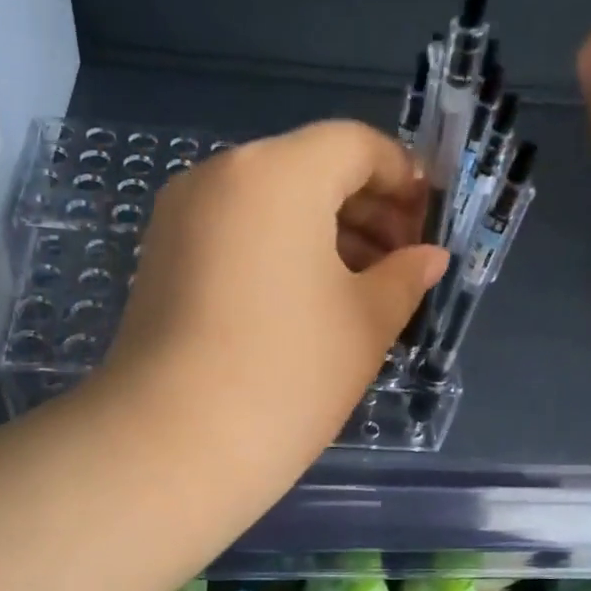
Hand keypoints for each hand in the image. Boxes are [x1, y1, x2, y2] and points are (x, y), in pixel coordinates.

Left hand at [100, 119, 447, 480]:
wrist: (174, 445)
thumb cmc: (288, 374)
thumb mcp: (366, 323)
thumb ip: (405, 277)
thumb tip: (430, 257)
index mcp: (277, 174)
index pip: (355, 145)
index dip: (404, 178)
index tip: (429, 224)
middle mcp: (220, 175)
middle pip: (309, 168)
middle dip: (366, 208)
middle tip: (402, 263)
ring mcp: (181, 217)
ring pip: (270, 203)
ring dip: (324, 233)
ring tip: (364, 288)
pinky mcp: (160, 258)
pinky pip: (236, 232)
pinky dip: (280, 250)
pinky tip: (309, 301)